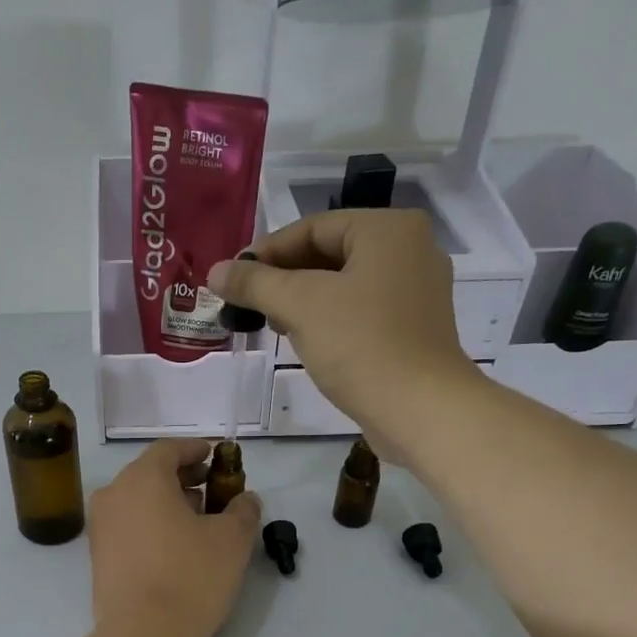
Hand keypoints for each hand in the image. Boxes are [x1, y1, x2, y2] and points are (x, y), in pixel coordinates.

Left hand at [89, 439, 260, 636]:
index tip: (215, 456)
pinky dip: (150, 524)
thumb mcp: (232, 540)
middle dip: (183, 478)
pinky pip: (128, 526)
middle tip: (212, 490)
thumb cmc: (190, 576)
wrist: (142, 636)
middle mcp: (113, 494)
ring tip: (198, 521)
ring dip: (167, 503)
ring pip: (137, 501)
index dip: (194, 450)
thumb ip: (242, 511)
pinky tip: (175, 546)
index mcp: (142, 478)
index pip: (168, 450)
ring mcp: (100, 527)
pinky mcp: (98, 557)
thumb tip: (246, 500)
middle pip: (150, 474)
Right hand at [208, 210, 481, 454]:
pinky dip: (330, 319)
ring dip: (304, 301)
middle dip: (284, 278)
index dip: (267, 251)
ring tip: (271, 324)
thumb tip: (216, 271)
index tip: (233, 279)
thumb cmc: (361, 345)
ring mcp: (416, 291)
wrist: (421, 410)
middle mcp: (410, 250)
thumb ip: (255, 283)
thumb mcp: (300, 306)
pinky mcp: (414, 328)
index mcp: (388, 230)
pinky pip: (362, 311)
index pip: (313, 227)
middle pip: (330, 253)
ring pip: (345, 284)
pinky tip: (306, 341)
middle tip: (248, 304)